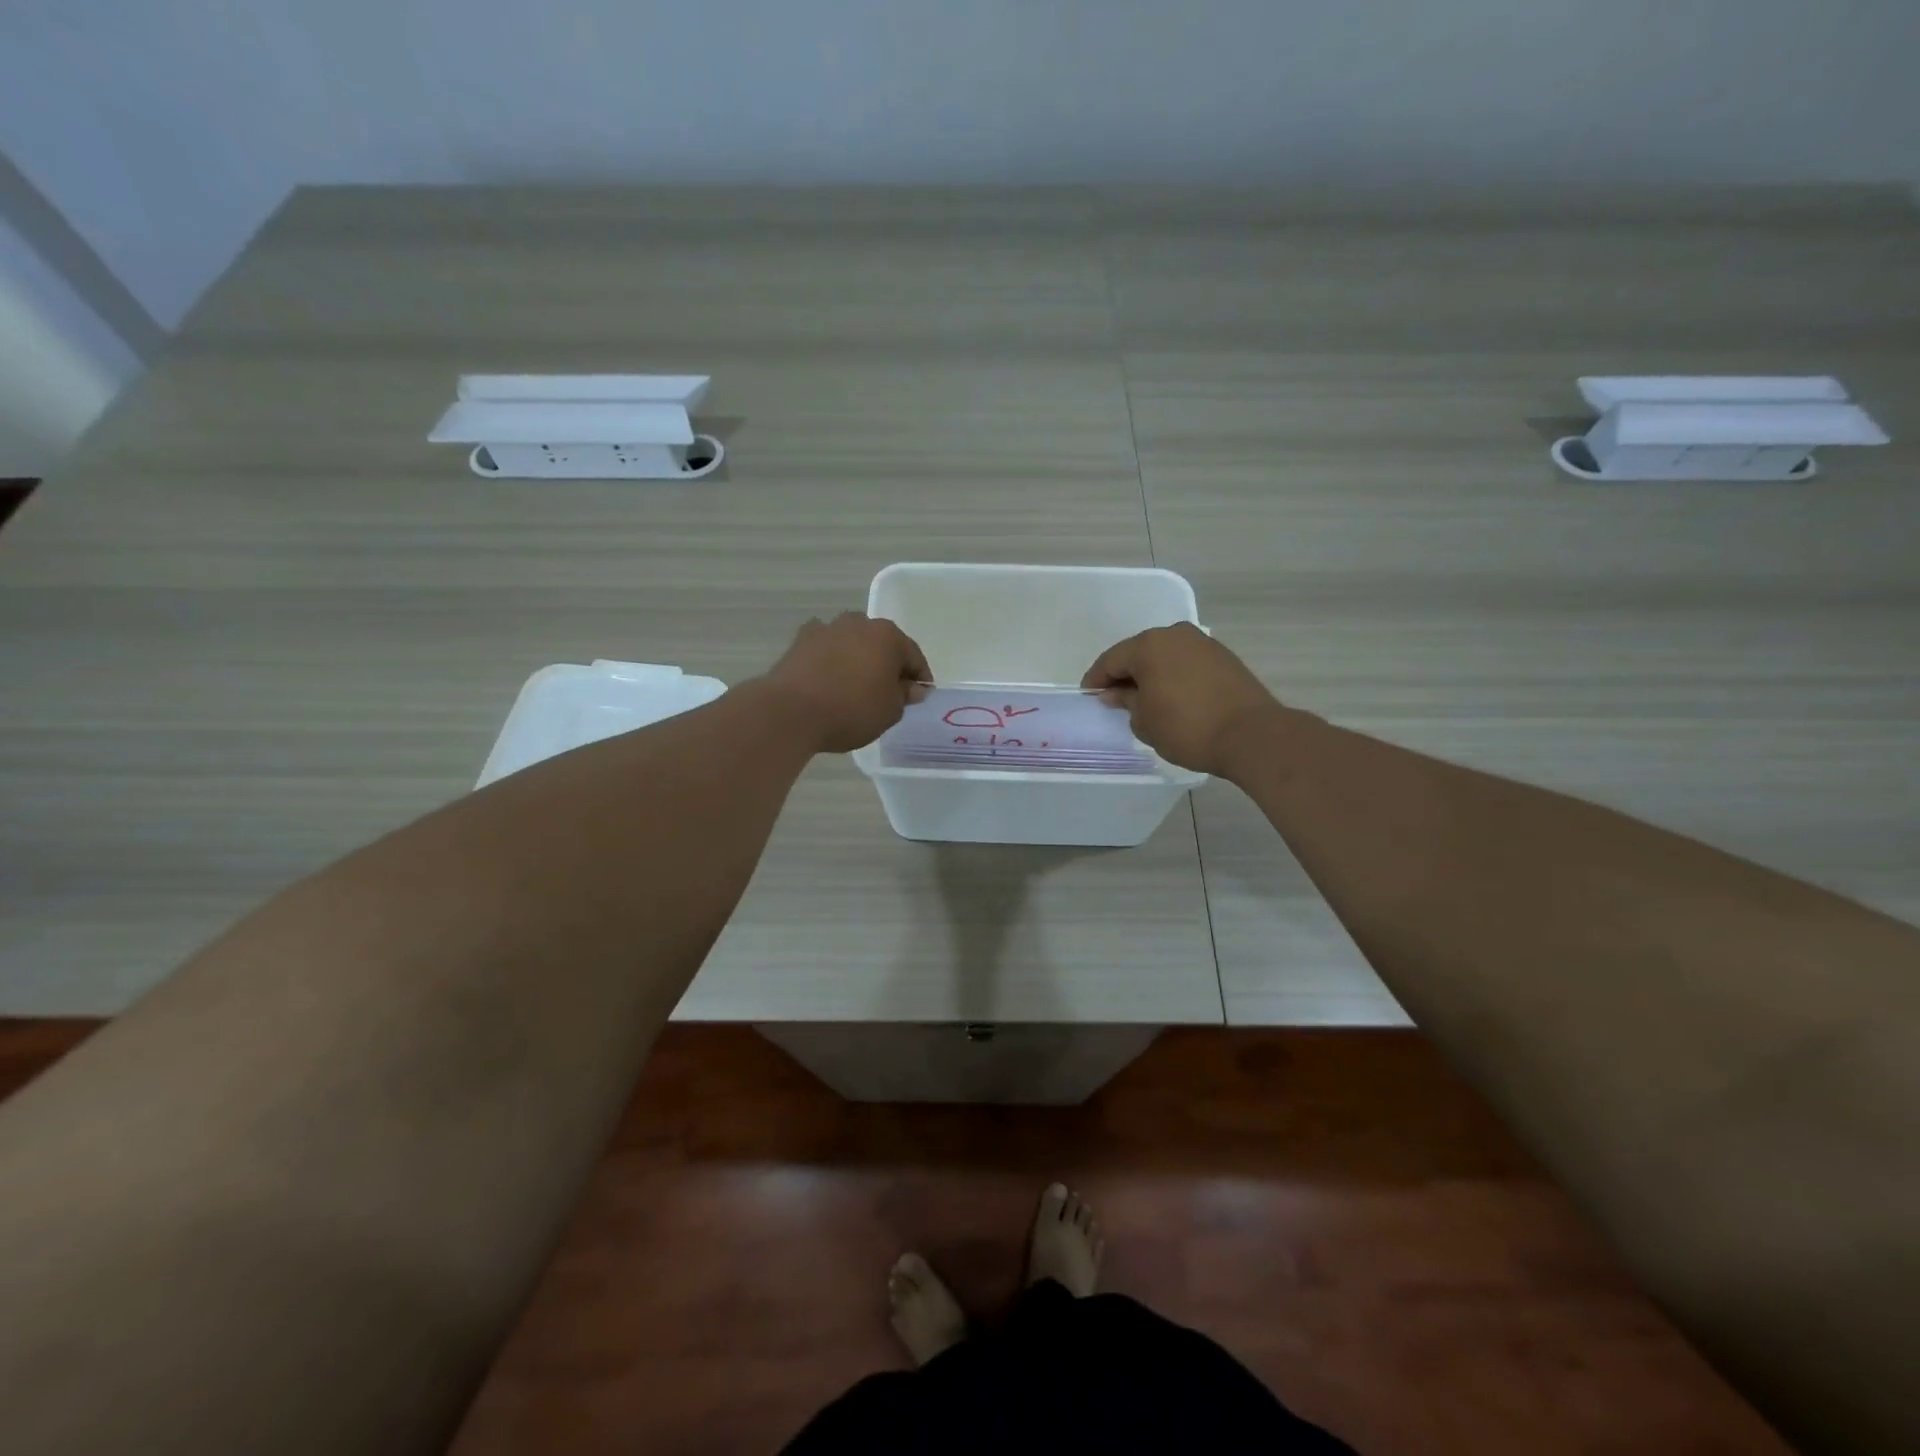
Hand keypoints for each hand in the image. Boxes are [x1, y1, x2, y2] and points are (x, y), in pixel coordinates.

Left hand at [758, 613, 930, 753]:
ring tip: (856, 687)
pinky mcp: (800, 640)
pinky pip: (826, 650)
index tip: (918, 697)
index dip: (919, 678)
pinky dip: (831, 661)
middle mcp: (859, 623)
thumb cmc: (851, 710)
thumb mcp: (890, 711)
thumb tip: (911, 687)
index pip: (913, 656)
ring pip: (853, 644)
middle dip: (887, 665)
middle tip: (888, 693)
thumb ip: (904, 696)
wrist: (791, 711)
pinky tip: (829, 681)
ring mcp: (827, 628)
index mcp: (888, 636)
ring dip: (858, 660)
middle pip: (882, 645)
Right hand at [1082, 623, 1282, 777]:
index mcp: (1149, 645)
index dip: (1097, 680)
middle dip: (1124, 674)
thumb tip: (1117, 693)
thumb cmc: (1187, 728)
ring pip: (1165, 655)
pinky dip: (1173, 676)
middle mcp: (1175, 634)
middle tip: (1114, 699)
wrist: (1251, 735)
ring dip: (1151, 674)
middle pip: (1139, 652)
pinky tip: (1172, 697)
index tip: (1089, 697)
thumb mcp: (1144, 721)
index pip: (1111, 660)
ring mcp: (1203, 643)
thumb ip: (1126, 701)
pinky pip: (1186, 662)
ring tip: (1144, 700)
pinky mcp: (1223, 657)